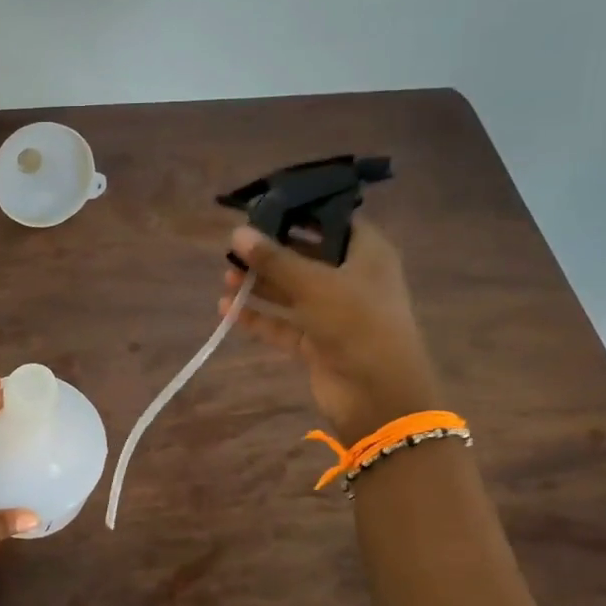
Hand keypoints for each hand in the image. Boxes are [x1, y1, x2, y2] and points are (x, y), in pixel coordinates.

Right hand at [221, 220, 440, 439]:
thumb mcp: (313, 285)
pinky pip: (283, 324)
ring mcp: (335, 313)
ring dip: (261, 285)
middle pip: (307, 257)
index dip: (301, 214)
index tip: (263, 209)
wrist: (379, 395)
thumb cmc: (356, 324)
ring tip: (226, 277)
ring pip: (292, 292)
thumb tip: (236, 232)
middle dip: (271, 253)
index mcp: (368, 254)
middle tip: (235, 247)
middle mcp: (353, 279)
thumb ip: (274, 259)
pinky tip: (227, 309)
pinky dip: (259, 317)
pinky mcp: (317, 342)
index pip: (333, 222)